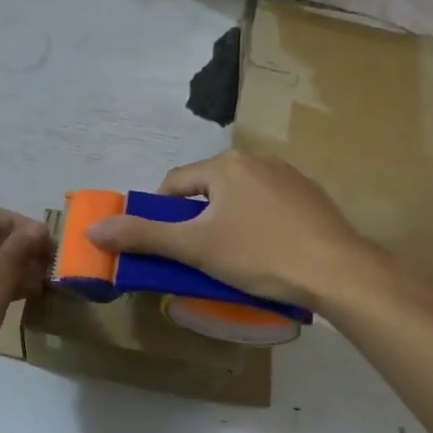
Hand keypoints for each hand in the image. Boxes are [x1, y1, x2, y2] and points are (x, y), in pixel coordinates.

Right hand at [86, 150, 374, 306]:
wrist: (339, 272)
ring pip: (239, 200)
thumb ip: (143, 236)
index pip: (174, 184)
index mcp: (225, 165)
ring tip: (233, 261)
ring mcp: (289, 177)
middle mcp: (256, 160)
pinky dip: (258, 227)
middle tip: (198, 258)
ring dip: (227, 224)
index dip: (161, 215)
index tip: (165, 247)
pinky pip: (269, 208)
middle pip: (207, 190)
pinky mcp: (312, 198)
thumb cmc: (259, 254)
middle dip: (196, 222)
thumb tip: (93, 229)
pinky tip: (268, 255)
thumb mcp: (195, 247)